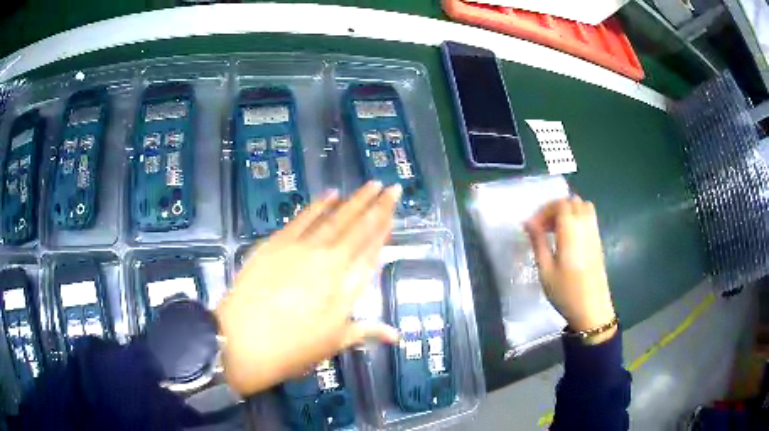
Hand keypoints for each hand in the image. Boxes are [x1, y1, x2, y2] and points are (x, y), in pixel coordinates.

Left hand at [216, 181, 400, 394]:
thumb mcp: (333, 344)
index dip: (385, 229)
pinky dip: (318, 205)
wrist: (244, 341)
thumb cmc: (293, 350)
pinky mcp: (277, 243)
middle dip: (378, 206)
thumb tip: (397, 336)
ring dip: (355, 200)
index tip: (394, 210)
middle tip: (392, 187)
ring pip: (336, 218)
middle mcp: (330, 262)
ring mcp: (302, 249)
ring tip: (371, 185)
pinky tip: (331, 194)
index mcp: (346, 288)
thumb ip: (367, 331)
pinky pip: (303, 218)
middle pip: (359, 229)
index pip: (372, 251)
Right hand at [524, 196, 616, 343]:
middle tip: (543, 227)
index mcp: (571, 231)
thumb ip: (538, 242)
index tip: (533, 227)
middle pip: (573, 202)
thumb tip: (527, 222)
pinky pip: (589, 219)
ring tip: (555, 230)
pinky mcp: (598, 243)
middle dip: (556, 208)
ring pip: (583, 207)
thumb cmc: (566, 292)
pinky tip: (567, 239)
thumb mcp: (545, 270)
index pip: (560, 204)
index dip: (545, 210)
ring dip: (568, 212)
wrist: (592, 310)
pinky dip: (577, 220)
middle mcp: (586, 227)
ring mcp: (595, 234)